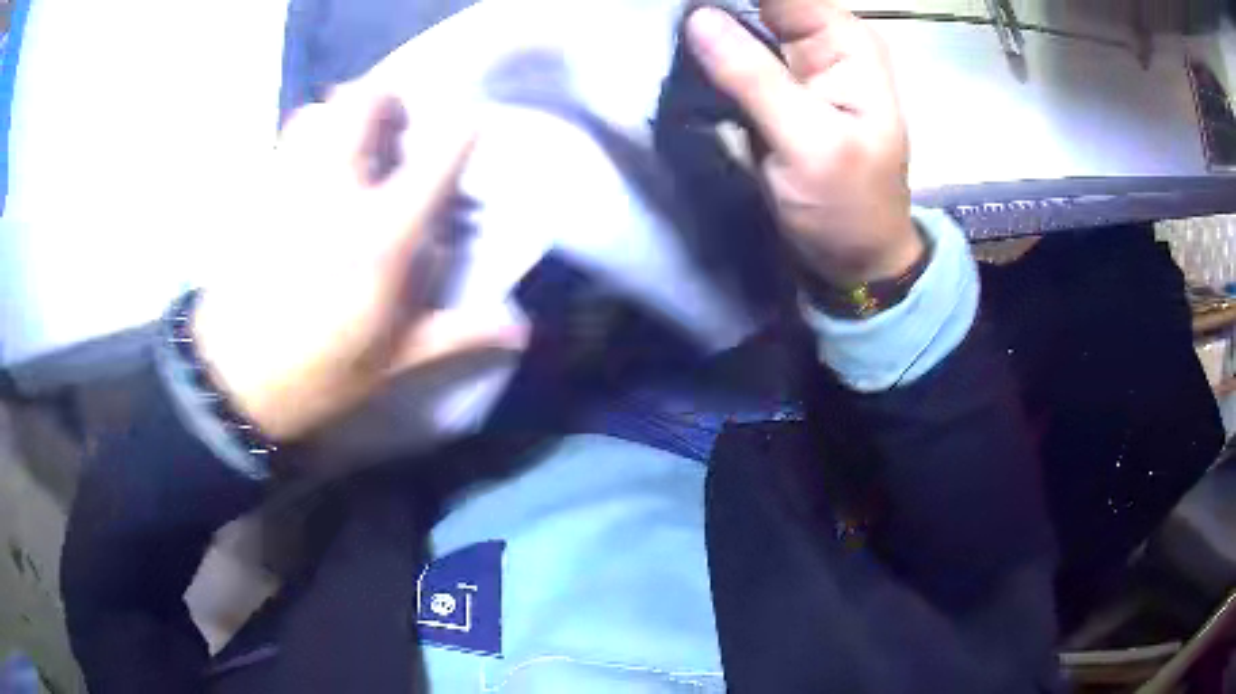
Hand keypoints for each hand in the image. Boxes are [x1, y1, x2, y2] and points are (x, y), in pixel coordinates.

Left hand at [192, 83, 526, 442]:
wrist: (232, 382)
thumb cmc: (318, 374)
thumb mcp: (394, 361)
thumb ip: (458, 333)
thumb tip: (523, 330)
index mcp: (382, 236)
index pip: (438, 156)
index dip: (461, 131)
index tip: (468, 128)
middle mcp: (338, 193)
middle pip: (366, 104)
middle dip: (389, 102)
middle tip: (397, 128)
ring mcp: (291, 185)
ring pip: (320, 111)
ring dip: (343, 113)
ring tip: (351, 142)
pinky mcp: (259, 192)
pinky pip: (287, 137)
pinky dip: (308, 132)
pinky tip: (312, 165)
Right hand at [686, 0, 920, 286]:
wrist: (856, 258)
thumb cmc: (848, 207)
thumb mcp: (810, 143)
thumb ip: (755, 78)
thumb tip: (696, 18)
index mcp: (844, 41)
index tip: (682, 8)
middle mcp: (820, 40)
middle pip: (755, 2)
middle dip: (710, 9)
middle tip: (661, 19)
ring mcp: (794, 62)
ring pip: (736, 22)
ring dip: (701, 29)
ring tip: (659, 34)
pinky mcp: (771, 87)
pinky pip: (729, 54)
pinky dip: (703, 53)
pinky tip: (675, 55)